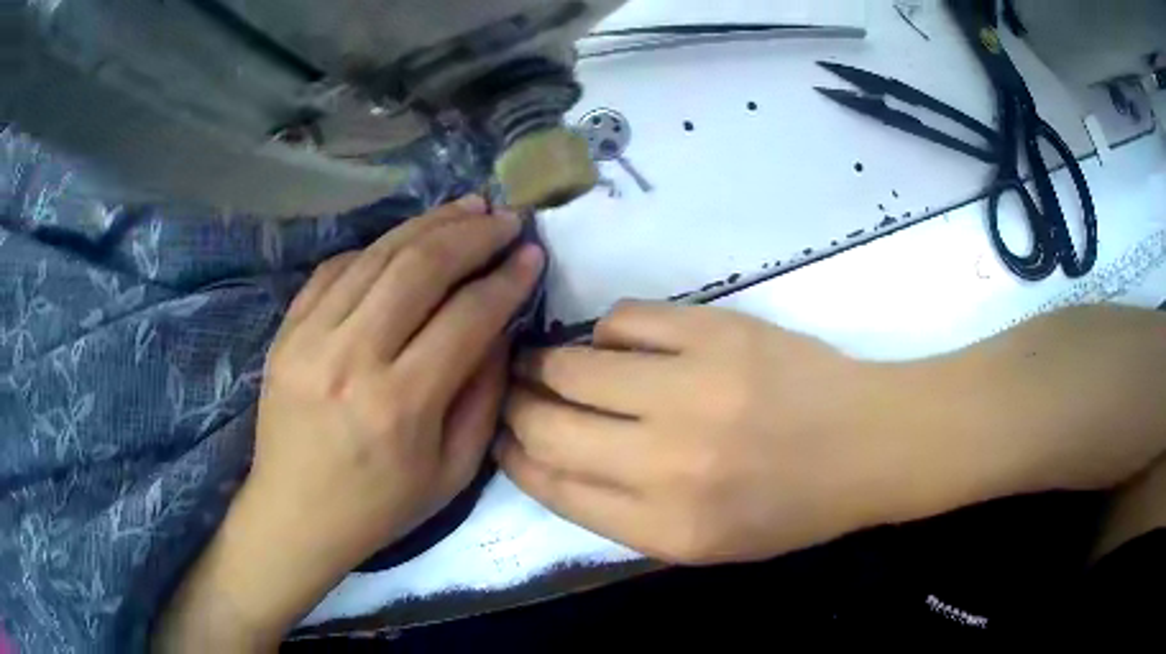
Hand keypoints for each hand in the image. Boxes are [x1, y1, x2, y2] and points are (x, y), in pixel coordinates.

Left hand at [249, 199, 541, 573]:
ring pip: (377, 256)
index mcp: (401, 404)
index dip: (506, 279)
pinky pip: (335, 269)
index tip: (532, 254)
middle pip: (419, 268)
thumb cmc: (379, 507)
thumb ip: (483, 397)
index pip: (467, 316)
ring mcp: (310, 338)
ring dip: (428, 225)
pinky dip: (376, 247)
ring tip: (465, 208)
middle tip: (505, 217)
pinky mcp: (286, 331)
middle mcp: (352, 358)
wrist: (295, 515)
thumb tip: (501, 328)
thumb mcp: (452, 473)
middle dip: (471, 234)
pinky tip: (403, 242)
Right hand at [497, 302, 905, 564]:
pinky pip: (625, 319)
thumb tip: (550, 458)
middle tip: (514, 391)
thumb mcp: (702, 542)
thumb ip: (621, 512)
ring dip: (547, 362)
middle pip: (547, 425)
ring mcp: (692, 389)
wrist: (866, 446)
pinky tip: (619, 343)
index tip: (501, 435)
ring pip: (573, 364)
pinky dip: (609, 331)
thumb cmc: (789, 506)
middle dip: (516, 406)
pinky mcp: (716, 332)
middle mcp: (667, 463)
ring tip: (548, 360)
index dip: (513, 456)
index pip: (552, 485)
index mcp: (664, 528)